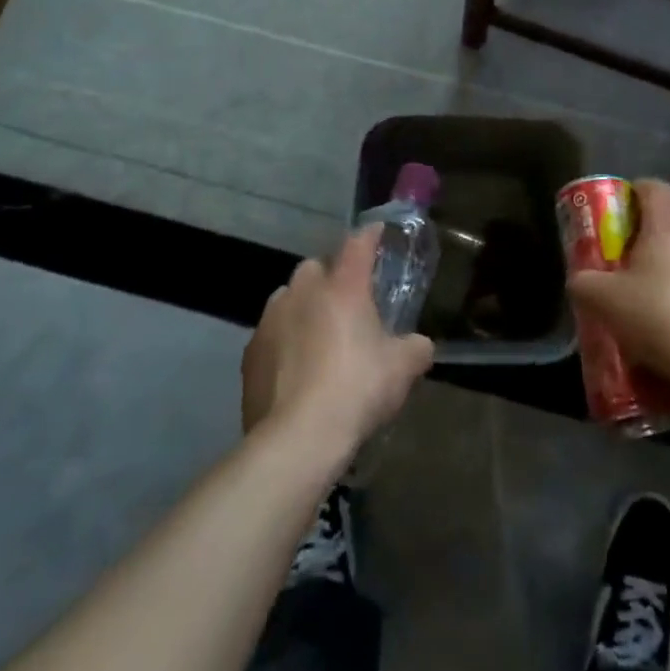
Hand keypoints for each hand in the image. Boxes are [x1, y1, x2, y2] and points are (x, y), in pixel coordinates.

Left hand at [241, 224, 434, 454]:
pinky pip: (270, 334)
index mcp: (344, 287)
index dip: (370, 236)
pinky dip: (283, 341)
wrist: (298, 438)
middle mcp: (303, 292)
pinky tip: (295, 368)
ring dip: (302, 307)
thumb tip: (419, 345)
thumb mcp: (403, 369)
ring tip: (318, 335)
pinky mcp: (250, 354)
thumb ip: (415, 348)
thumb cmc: (357, 389)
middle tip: (347, 302)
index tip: (377, 232)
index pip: (358, 244)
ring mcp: (271, 321)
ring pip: (287, 298)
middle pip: (315, 268)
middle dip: (330, 277)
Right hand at [565, 178, 669, 384]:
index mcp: (668, 224)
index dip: (634, 193)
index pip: (653, 187)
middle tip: (633, 260)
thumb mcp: (602, 300)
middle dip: (655, 233)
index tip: (618, 212)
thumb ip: (583, 282)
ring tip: (662, 298)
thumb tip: (580, 279)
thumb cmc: (657, 315)